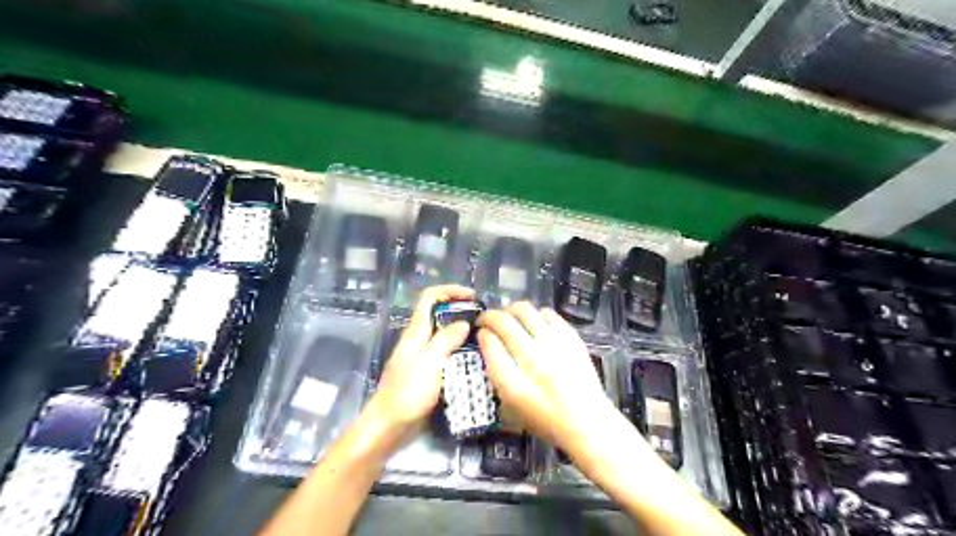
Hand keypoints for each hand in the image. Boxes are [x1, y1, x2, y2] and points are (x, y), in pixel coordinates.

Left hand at [370, 283, 474, 432]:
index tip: (473, 297)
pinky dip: (461, 352)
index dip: (449, 291)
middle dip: (461, 312)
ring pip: (444, 335)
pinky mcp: (428, 373)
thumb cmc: (407, 393)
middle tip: (485, 321)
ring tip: (486, 340)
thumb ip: (445, 340)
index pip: (429, 298)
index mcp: (415, 332)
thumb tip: (464, 323)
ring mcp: (423, 357)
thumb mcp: (429, 363)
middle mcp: (419, 340)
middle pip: (439, 314)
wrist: (389, 427)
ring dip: (463, 333)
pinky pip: (447, 354)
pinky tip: (476, 362)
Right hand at [478, 301, 620, 451]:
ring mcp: (554, 345)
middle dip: (489, 316)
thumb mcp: (511, 407)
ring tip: (509, 316)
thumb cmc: (545, 420)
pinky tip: (534, 322)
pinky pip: (548, 314)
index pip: (489, 344)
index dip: (481, 334)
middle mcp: (532, 360)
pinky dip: (536, 314)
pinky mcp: (571, 338)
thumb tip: (489, 344)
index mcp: (513, 384)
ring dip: (510, 310)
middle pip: (503, 322)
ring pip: (524, 310)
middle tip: (487, 320)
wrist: (587, 422)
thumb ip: (497, 375)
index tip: (481, 333)